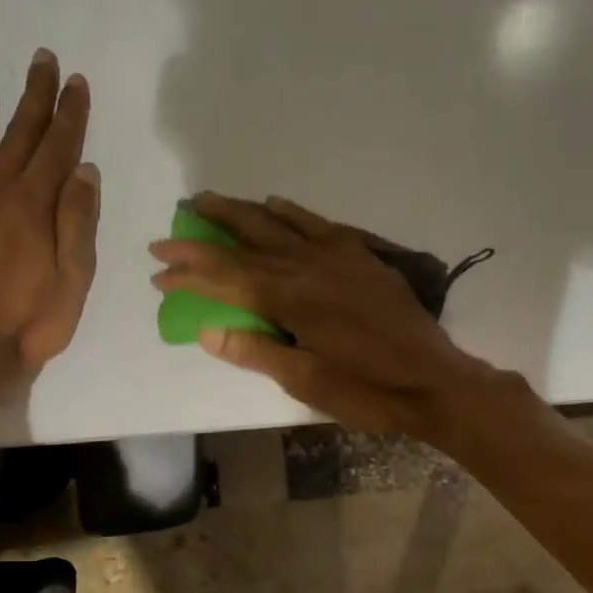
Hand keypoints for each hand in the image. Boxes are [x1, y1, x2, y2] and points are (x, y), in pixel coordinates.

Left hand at [0, 50, 99, 376]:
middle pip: (19, 135)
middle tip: (40, 59)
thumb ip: (79, 222)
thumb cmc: (35, 322)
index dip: (69, 114)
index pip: (59, 149)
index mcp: (36, 207)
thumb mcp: (76, 278)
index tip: (76, 82)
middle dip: (33, 96)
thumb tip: (84, 170)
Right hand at [149, 193, 494, 440]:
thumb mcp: (305, 382)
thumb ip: (256, 351)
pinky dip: (293, 213)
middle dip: (205, 233)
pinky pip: (320, 225)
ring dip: (241, 212)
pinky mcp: (362, 258)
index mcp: (291, 299)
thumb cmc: (367, 390)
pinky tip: (276, 205)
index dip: (189, 273)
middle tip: (174, 223)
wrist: (434, 381)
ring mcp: (338, 258)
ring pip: (279, 224)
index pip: (226, 278)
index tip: (159, 271)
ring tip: (210, 201)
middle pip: (246, 241)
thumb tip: (207, 330)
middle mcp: (309, 267)